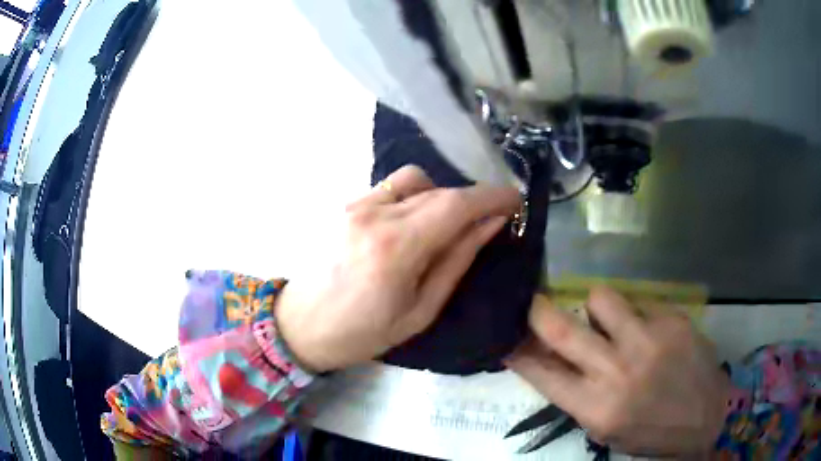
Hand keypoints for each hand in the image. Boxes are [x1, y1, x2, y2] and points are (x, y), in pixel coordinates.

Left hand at [276, 165, 520, 372]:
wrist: (301, 325)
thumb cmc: (362, 333)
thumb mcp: (420, 311)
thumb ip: (457, 261)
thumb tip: (490, 225)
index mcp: (396, 249)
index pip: (455, 205)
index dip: (492, 197)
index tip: (515, 201)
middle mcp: (374, 215)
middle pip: (438, 189)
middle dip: (471, 200)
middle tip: (487, 220)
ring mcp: (354, 204)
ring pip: (414, 178)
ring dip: (440, 194)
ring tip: (442, 225)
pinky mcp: (344, 203)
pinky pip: (390, 186)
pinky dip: (412, 197)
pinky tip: (409, 224)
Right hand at [506, 287, 729, 457]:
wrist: (707, 417)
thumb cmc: (651, 432)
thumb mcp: (607, 429)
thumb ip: (579, 396)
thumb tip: (551, 362)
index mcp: (596, 408)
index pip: (541, 373)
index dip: (518, 351)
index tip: (504, 335)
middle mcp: (617, 372)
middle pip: (562, 328)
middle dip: (537, 311)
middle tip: (533, 302)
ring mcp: (647, 340)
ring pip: (601, 297)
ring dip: (597, 307)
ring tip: (610, 319)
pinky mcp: (672, 320)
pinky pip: (640, 303)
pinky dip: (637, 314)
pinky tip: (651, 331)